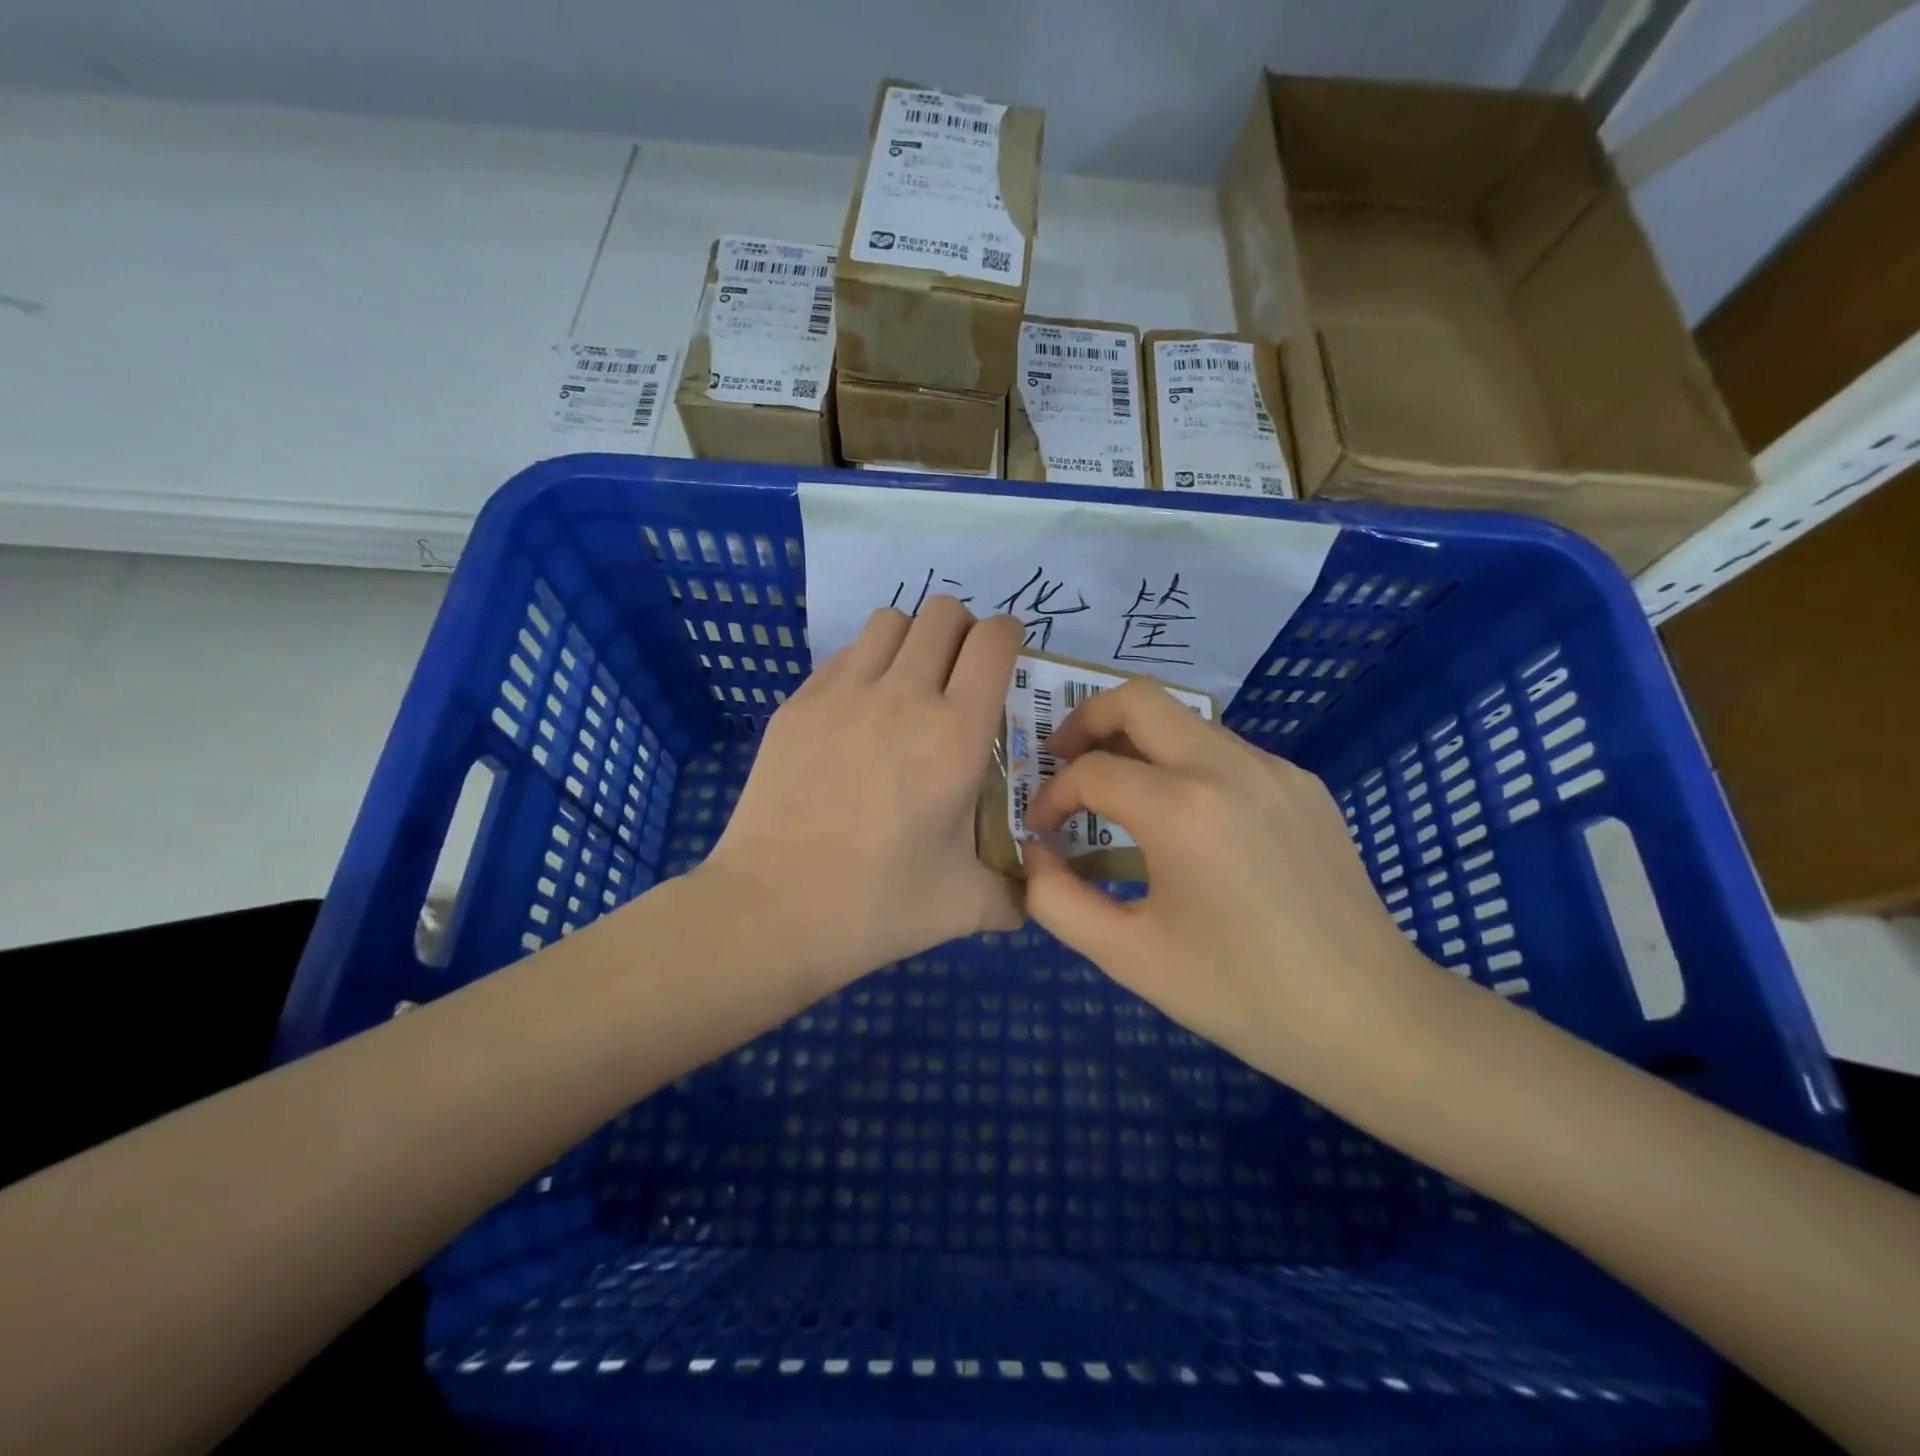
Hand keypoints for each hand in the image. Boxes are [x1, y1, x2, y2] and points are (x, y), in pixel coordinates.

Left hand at [699, 598, 1023, 986]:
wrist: (770, 911)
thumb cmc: (876, 906)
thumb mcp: (964, 906)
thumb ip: (1015, 892)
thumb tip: (1037, 892)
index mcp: (955, 734)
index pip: (993, 640)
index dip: (1008, 637)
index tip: (1007, 661)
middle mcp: (902, 695)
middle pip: (942, 612)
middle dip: (963, 631)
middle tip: (961, 674)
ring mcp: (842, 693)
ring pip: (889, 620)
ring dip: (913, 639)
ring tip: (911, 684)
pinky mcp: (798, 704)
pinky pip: (844, 654)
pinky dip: (866, 664)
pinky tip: (860, 714)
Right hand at [1022, 679, 1436, 1090]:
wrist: (1369, 1018)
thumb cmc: (1240, 994)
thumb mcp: (1128, 956)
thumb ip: (1056, 899)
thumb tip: (1035, 853)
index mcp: (1182, 808)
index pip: (1090, 770)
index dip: (1052, 796)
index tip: (1042, 830)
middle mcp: (1228, 766)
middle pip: (1138, 699)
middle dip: (1085, 720)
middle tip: (1063, 762)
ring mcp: (1275, 769)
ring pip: (1185, 720)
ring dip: (1137, 741)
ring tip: (1119, 793)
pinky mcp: (1304, 784)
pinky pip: (1227, 751)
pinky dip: (1186, 764)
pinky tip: (1188, 822)